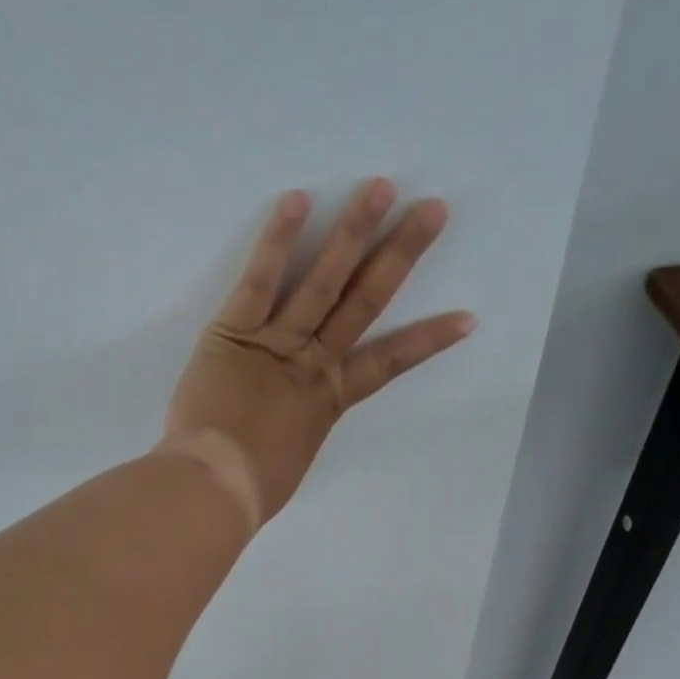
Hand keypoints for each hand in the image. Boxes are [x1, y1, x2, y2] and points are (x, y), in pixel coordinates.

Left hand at [160, 179, 474, 528]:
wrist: (213, 489)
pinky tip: (299, 199)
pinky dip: (278, 242)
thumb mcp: (286, 462)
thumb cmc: (249, 491)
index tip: (466, 317)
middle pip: (365, 302)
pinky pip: (260, 281)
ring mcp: (278, 344)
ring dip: (353, 232)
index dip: (428, 340)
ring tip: (381, 187)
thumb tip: (286, 428)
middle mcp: (314, 364)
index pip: (390, 362)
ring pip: (323, 282)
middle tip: (432, 210)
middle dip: (400, 255)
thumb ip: (292, 432)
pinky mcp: (235, 332)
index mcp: (330, 400)